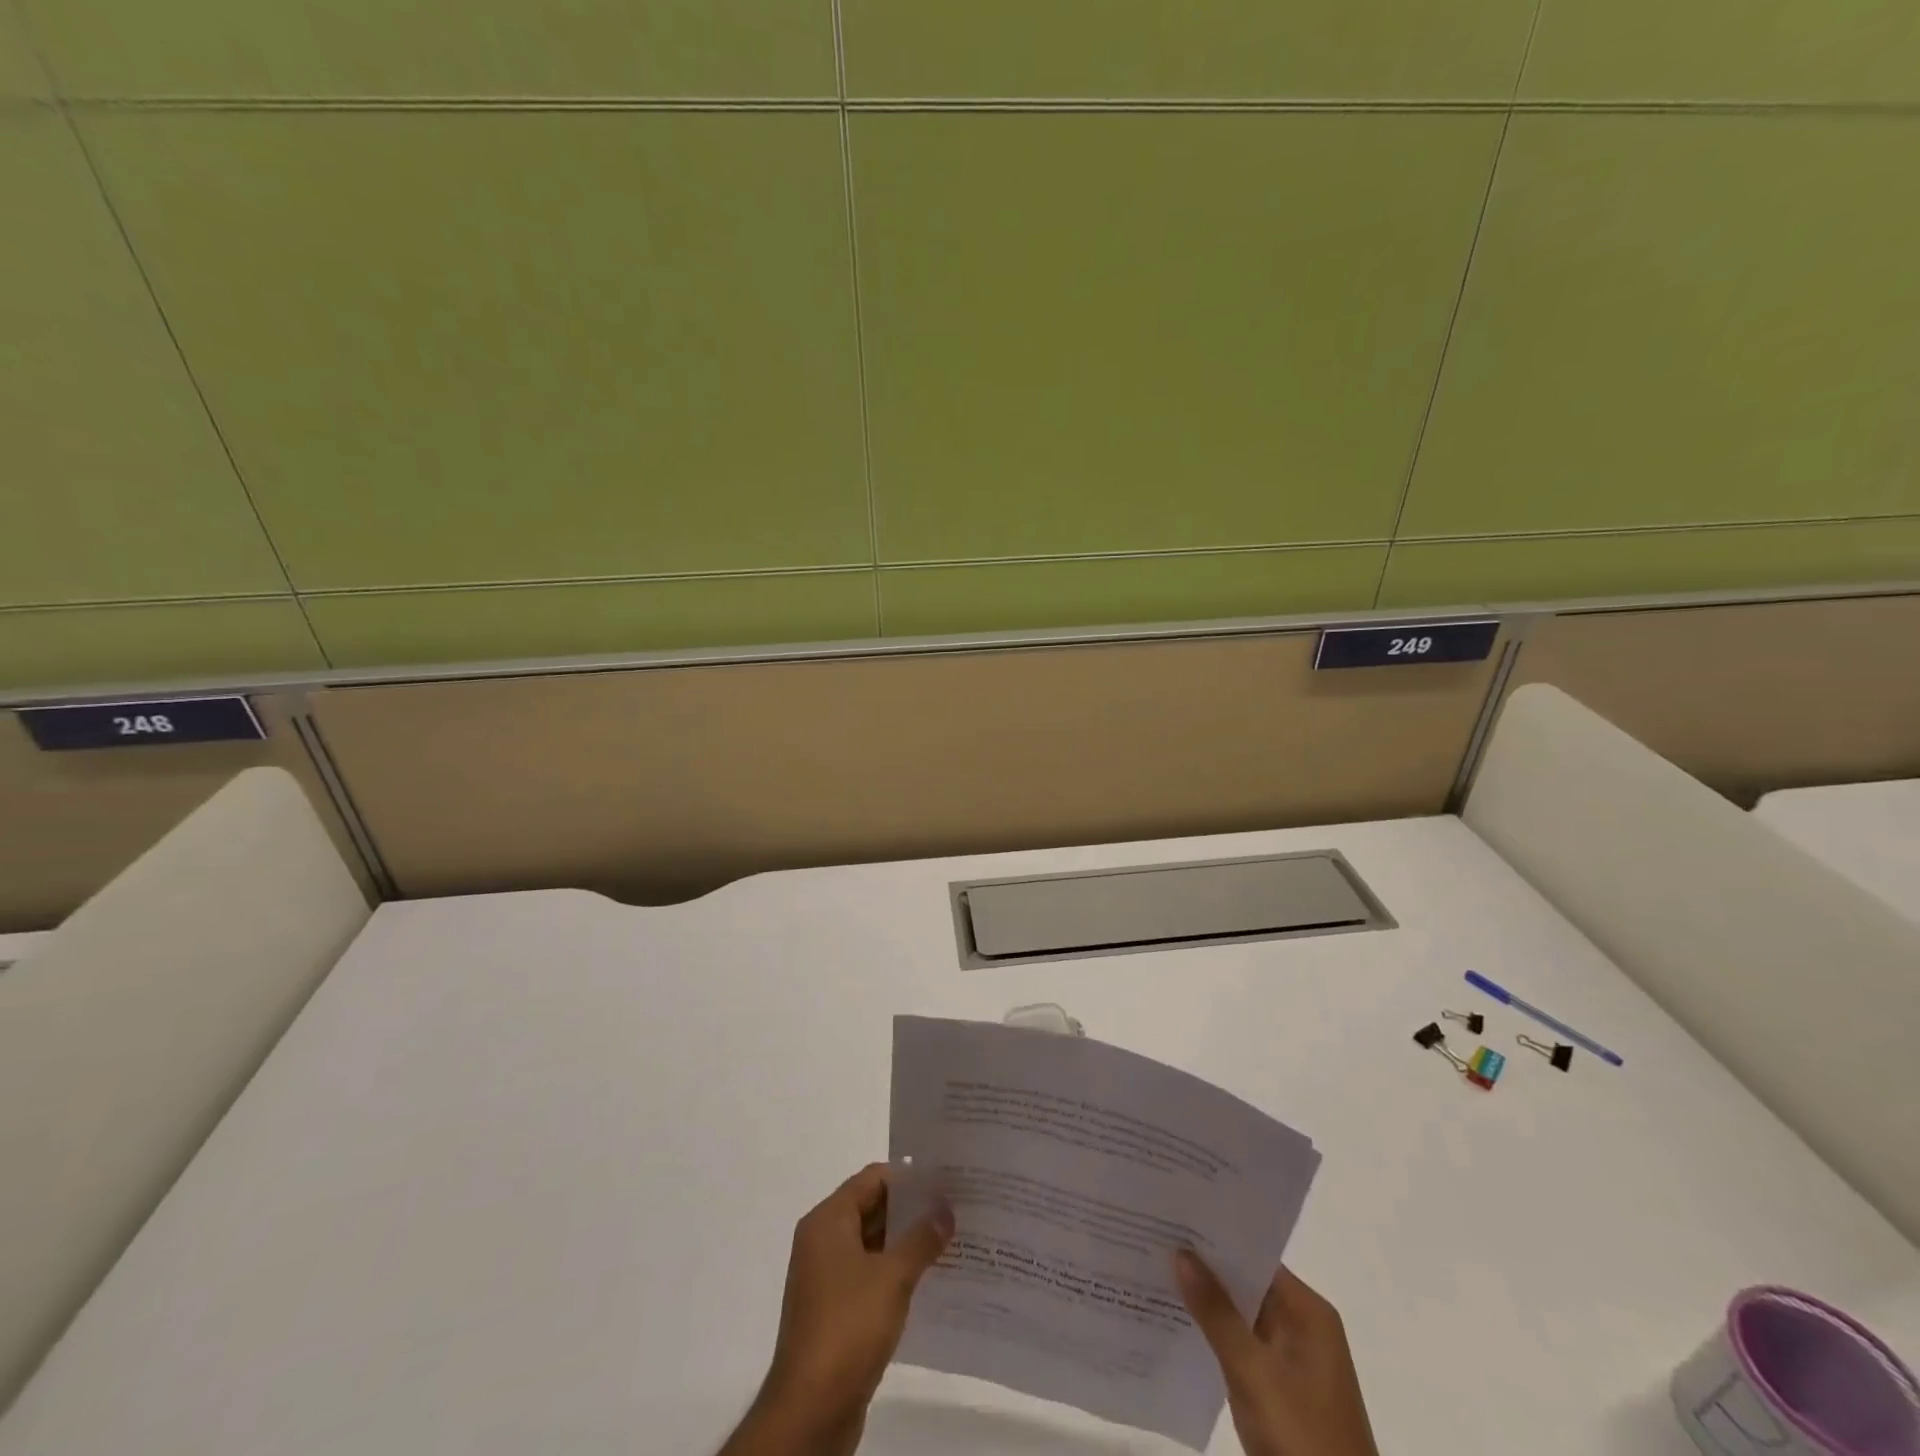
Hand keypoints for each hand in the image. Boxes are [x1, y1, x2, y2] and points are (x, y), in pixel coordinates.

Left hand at [720, 1164, 952, 1455]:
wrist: (811, 1410)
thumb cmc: (848, 1326)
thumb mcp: (893, 1276)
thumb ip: (921, 1239)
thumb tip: (945, 1210)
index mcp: (827, 1221)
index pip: (872, 1179)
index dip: (908, 1178)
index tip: (945, 1180)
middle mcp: (822, 1242)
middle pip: (872, 1209)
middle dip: (911, 1211)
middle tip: (954, 1209)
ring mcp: (826, 1278)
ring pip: (873, 1245)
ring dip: (906, 1244)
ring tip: (950, 1242)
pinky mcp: (835, 1312)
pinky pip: (869, 1277)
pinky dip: (895, 1273)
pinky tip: (929, 1281)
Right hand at [1173, 1250, 1378, 1455]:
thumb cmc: (1302, 1440)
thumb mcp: (1253, 1373)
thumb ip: (1216, 1312)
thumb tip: (1181, 1251)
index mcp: (1308, 1313)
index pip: (1254, 1256)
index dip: (1214, 1237)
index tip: (1172, 1218)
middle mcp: (1303, 1327)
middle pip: (1246, 1283)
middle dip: (1204, 1267)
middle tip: (1153, 1238)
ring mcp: (1292, 1361)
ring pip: (1240, 1316)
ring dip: (1205, 1301)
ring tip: (1153, 1271)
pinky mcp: (1279, 1391)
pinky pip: (1241, 1346)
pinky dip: (1213, 1335)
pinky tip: (1175, 1323)